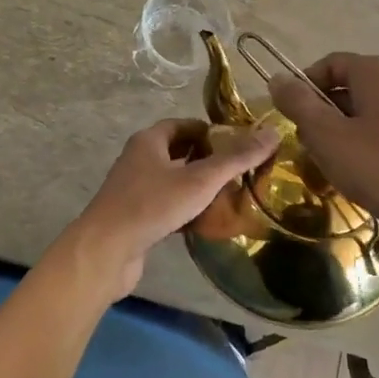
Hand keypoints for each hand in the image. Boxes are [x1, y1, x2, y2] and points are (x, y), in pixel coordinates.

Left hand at [63, 119, 280, 302]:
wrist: (105, 252)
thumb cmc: (152, 205)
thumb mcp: (200, 179)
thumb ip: (236, 158)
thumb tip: (273, 132)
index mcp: (149, 141)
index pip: (185, 125)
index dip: (212, 132)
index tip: (240, 145)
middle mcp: (139, 159)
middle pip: (180, 152)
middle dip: (208, 160)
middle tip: (240, 172)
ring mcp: (135, 190)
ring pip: (174, 181)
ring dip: (198, 187)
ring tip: (230, 197)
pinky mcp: (136, 217)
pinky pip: (167, 206)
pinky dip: (187, 210)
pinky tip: (207, 223)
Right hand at [268, 53, 378, 236]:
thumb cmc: (375, 166)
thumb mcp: (325, 133)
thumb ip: (297, 102)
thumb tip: (276, 78)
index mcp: (378, 71)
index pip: (329, 64)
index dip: (303, 86)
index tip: (289, 116)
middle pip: (344, 88)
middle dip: (319, 114)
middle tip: (306, 144)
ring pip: (359, 114)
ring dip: (336, 134)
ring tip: (327, 164)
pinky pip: (377, 133)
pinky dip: (358, 147)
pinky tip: (353, 174)